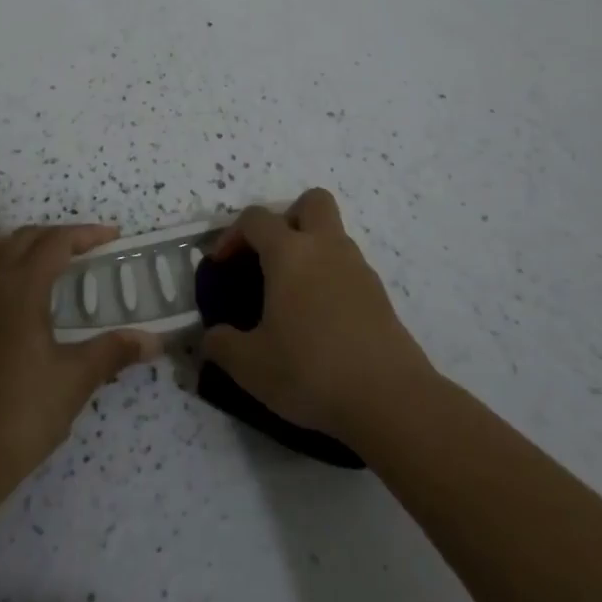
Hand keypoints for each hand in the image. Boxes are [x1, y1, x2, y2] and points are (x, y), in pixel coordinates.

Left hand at [0, 223, 159, 491]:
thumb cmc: (22, 412)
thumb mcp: (76, 379)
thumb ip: (114, 351)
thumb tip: (154, 341)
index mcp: (21, 288)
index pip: (55, 243)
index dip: (85, 235)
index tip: (112, 237)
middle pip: (21, 239)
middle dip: (55, 237)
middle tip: (84, 252)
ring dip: (15, 246)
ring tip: (40, 261)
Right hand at [202, 189, 435, 442]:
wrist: (390, 400)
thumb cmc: (310, 370)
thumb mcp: (250, 365)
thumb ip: (221, 345)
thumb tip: (211, 337)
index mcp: (290, 253)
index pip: (255, 219)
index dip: (232, 235)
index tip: (221, 266)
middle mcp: (326, 248)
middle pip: (311, 202)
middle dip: (287, 218)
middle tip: (270, 257)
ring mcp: (358, 269)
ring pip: (333, 235)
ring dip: (310, 251)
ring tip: (291, 296)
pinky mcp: (379, 295)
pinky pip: (348, 268)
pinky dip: (330, 279)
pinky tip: (319, 320)